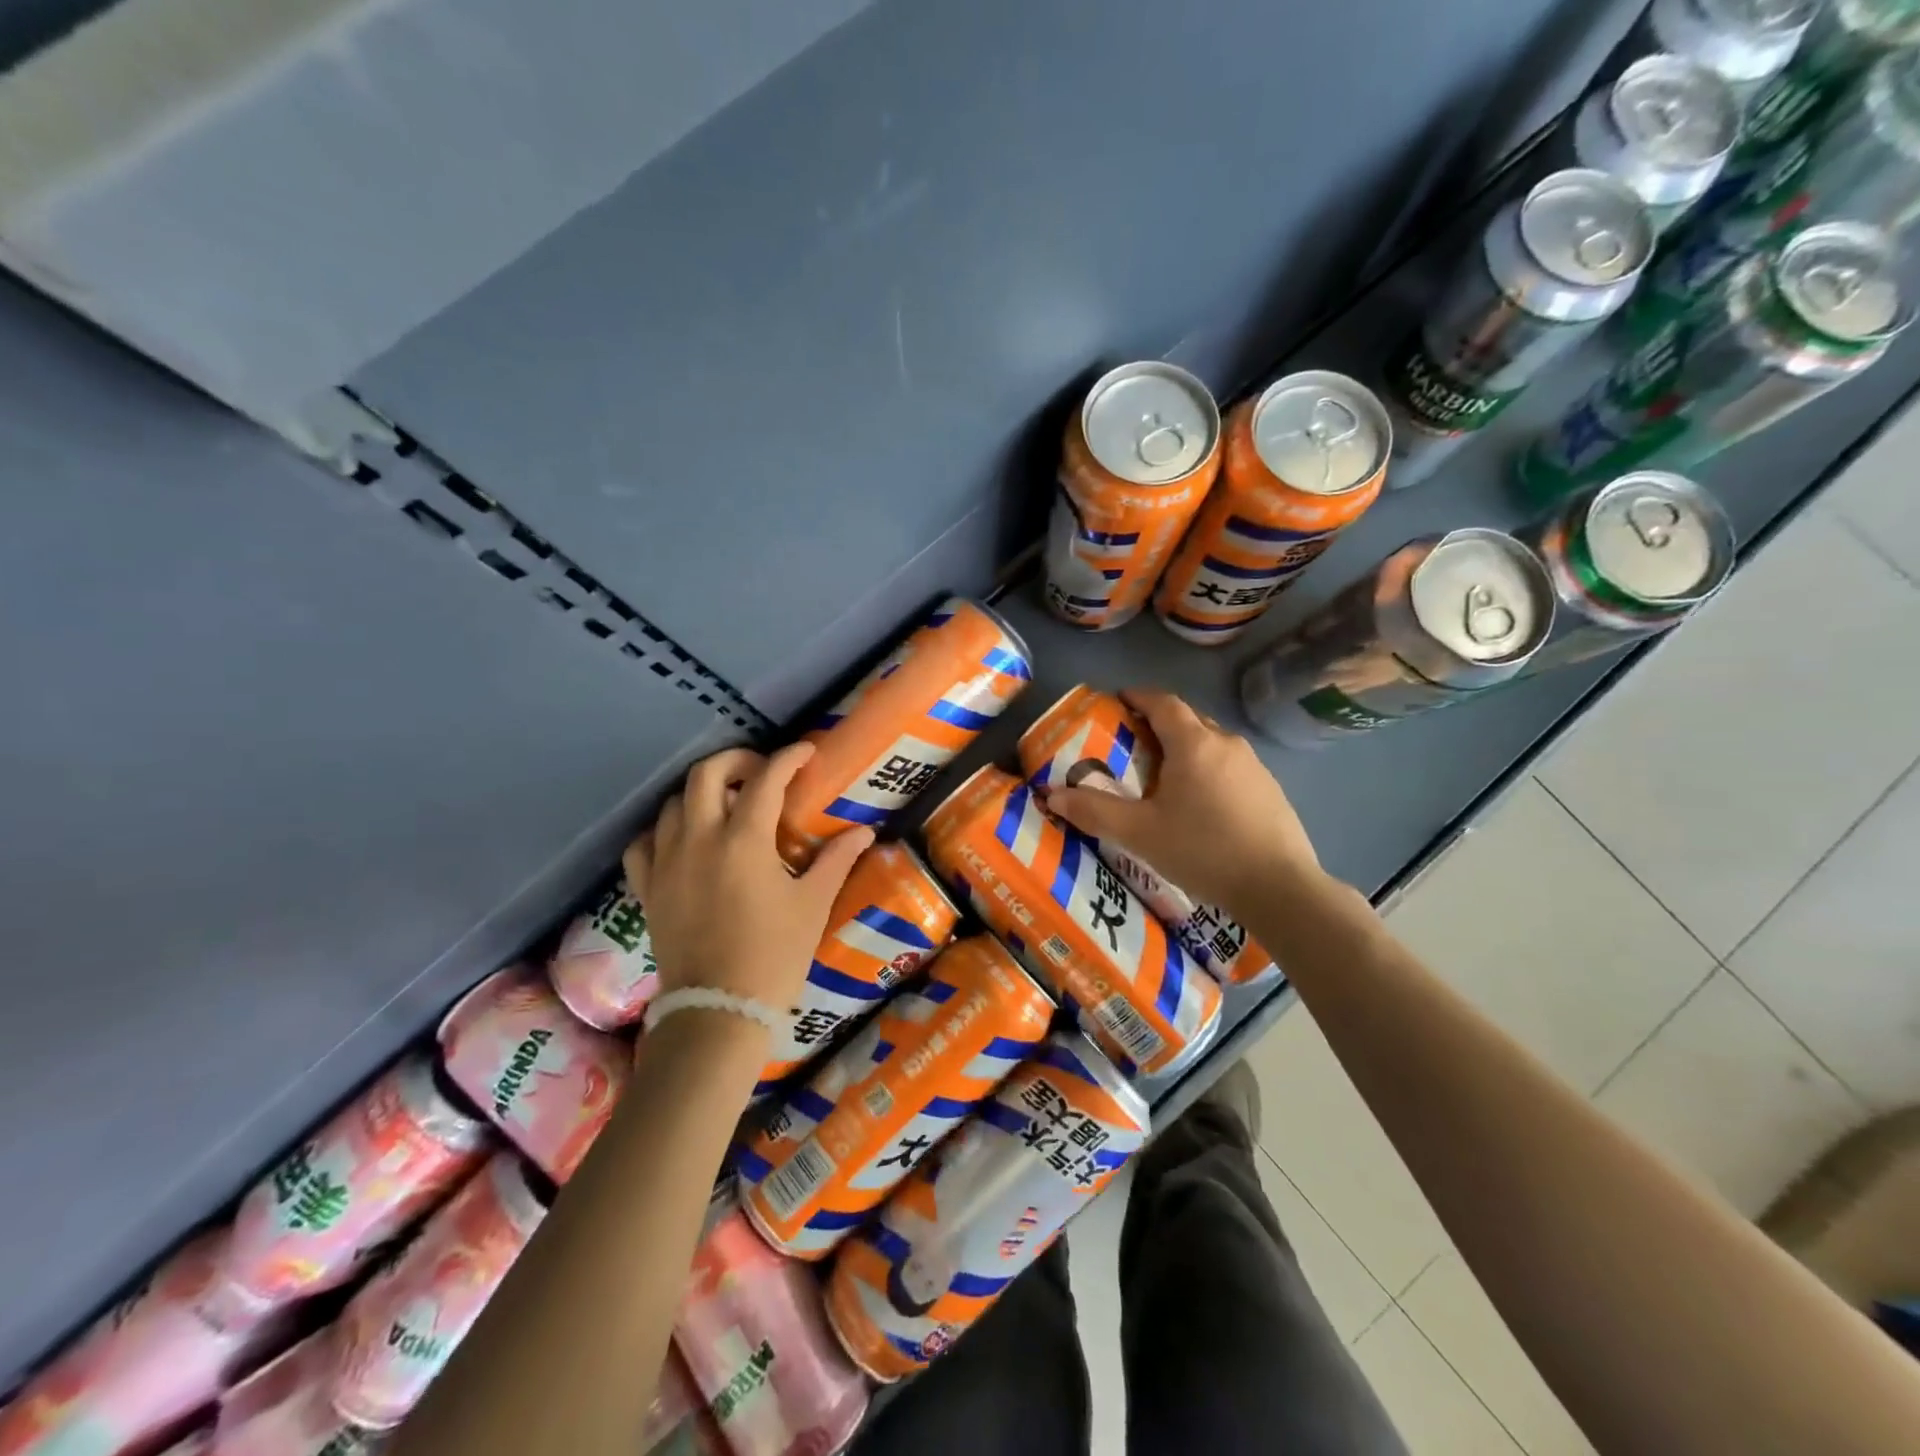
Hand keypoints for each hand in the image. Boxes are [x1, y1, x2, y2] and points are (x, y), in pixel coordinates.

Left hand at [624, 744, 873, 1009]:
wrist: (719, 1010)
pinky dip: (662, 829)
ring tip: (726, 805)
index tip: (805, 752)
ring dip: (701, 792)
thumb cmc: (775, 955)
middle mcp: (699, 839)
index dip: (788, 757)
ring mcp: (666, 862)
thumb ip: (837, 859)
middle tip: (762, 771)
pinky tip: (682, 838)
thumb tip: (865, 832)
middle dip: (736, 760)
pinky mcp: (647, 888)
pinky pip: (644, 842)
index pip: (766, 779)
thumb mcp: (812, 904)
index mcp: (744, 840)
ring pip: (672, 802)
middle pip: (706, 774)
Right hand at [1039, 689, 1326, 920]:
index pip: (1163, 702)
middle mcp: (1226, 744)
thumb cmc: (1203, 850)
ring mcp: (1255, 766)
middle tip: (1133, 742)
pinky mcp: (1271, 790)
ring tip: (1164, 775)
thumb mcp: (1139, 833)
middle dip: (1159, 723)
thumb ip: (1094, 812)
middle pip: (1189, 720)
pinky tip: (1201, 804)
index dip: (1139, 697)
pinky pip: (1230, 767)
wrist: (1279, 888)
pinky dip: (1208, 770)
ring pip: (1212, 744)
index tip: (1119, 701)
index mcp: (1194, 744)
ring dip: (1186, 748)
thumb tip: (1053, 796)